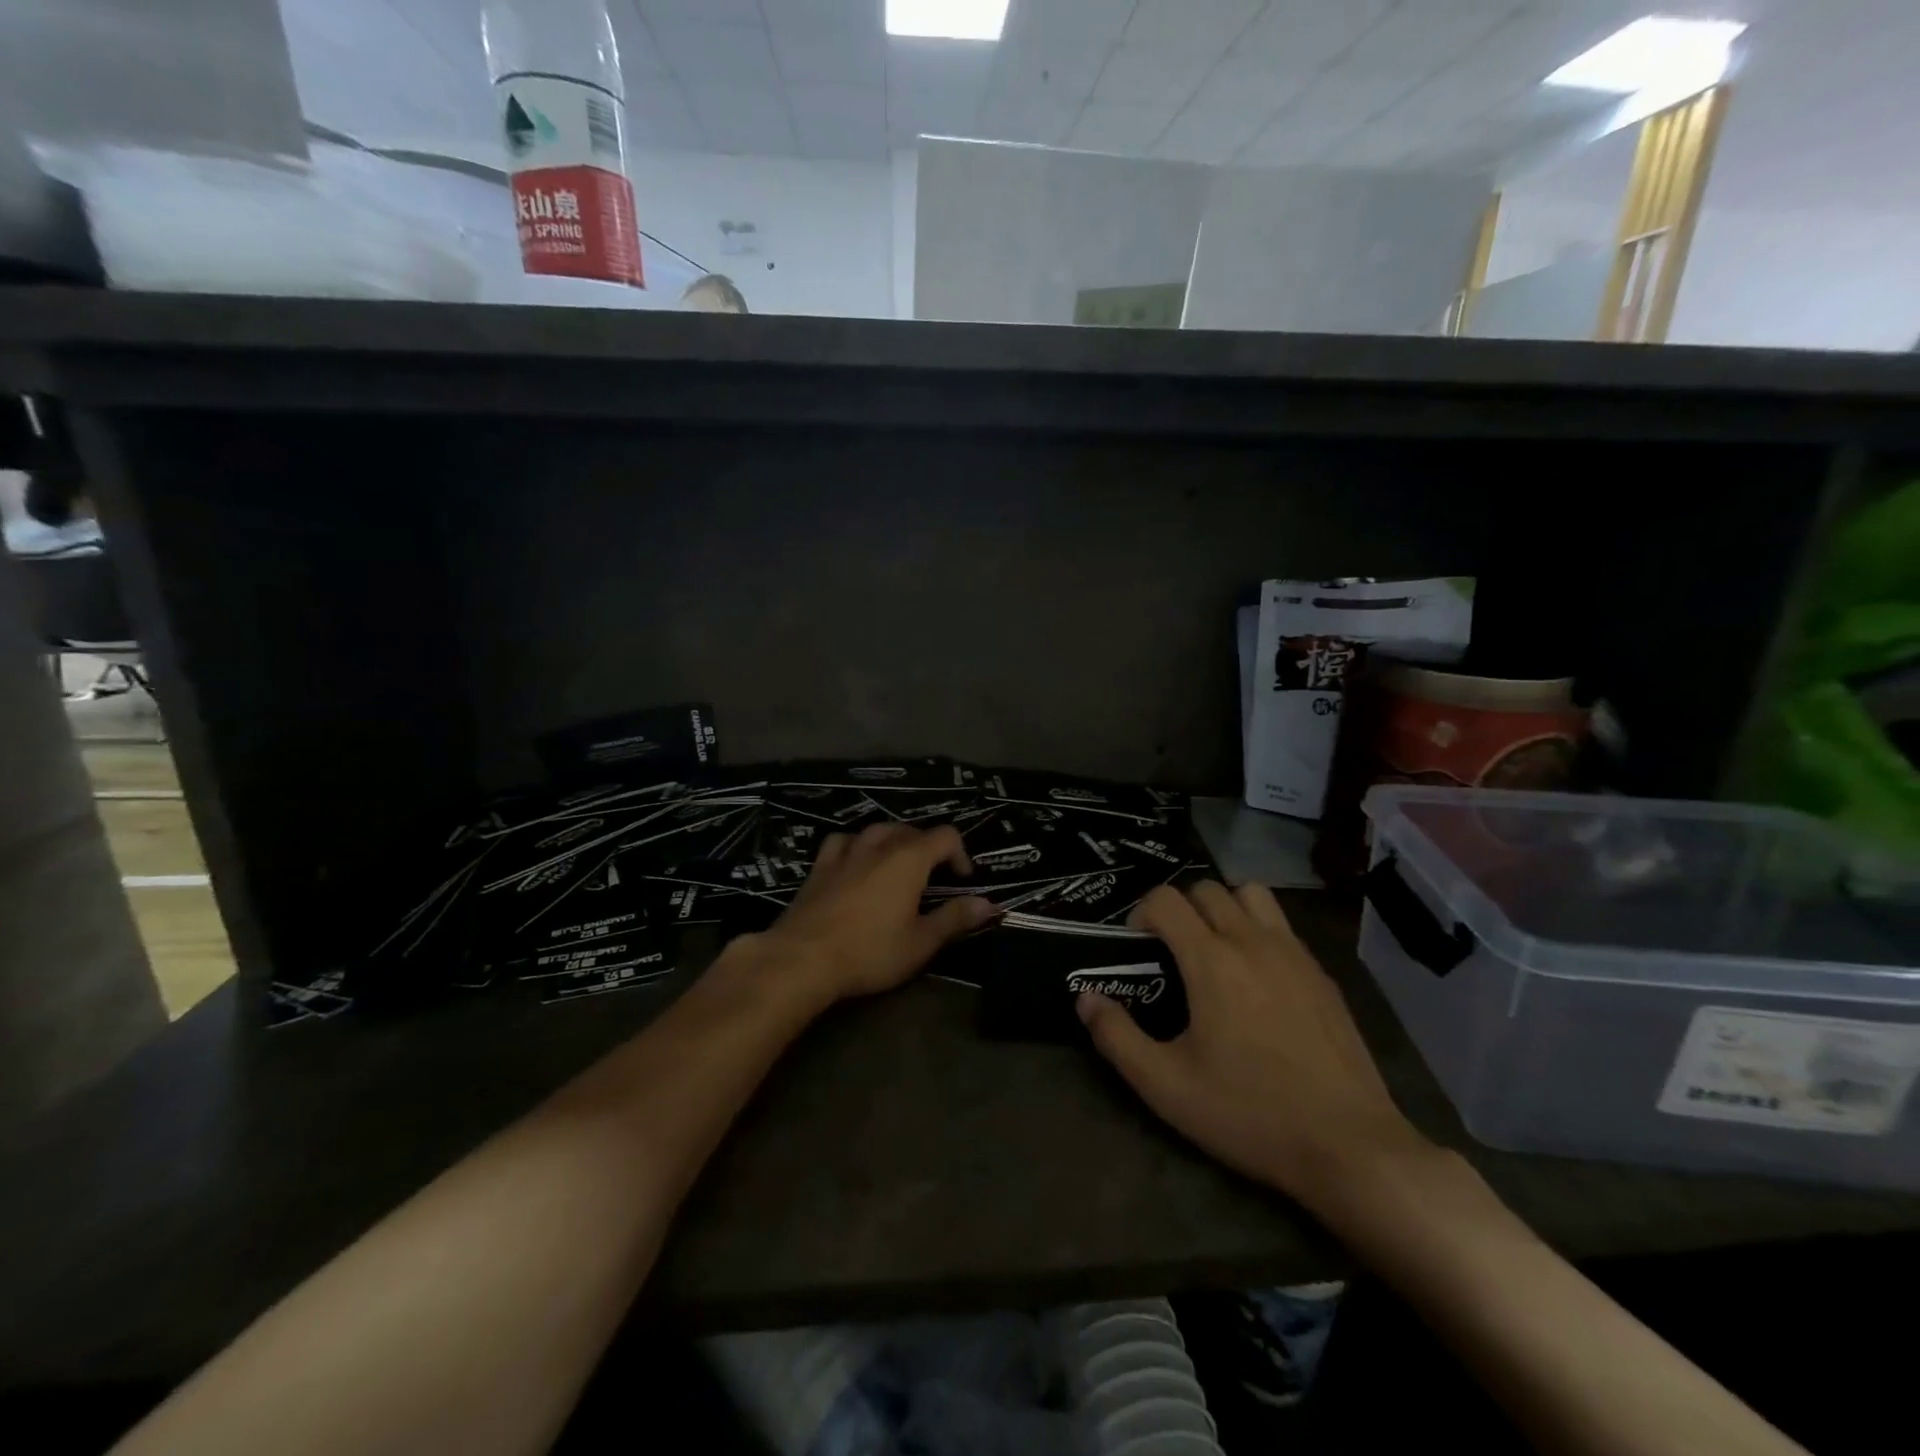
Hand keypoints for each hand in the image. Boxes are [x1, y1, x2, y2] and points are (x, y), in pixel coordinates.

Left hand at [755, 824, 997, 1008]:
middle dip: (928, 847)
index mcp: (909, 859)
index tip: (962, 880)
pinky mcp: (819, 867)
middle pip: (910, 830)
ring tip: (897, 862)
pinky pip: (842, 842)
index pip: (945, 836)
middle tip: (933, 876)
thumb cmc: (870, 951)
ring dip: (893, 840)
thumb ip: (955, 919)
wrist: (803, 957)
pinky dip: (856, 845)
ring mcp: (845, 853)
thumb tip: (989, 904)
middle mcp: (878, 846)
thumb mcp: (921, 942)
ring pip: (876, 830)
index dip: (960, 853)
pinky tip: (855, 860)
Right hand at [1077, 881, 1431, 1212]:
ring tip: (1217, 950)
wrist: (1350, 1146)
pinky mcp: (1323, 974)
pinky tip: (1259, 982)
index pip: (1165, 899)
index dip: (1140, 914)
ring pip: (1252, 895)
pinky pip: (1283, 927)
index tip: (1137, 949)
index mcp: (1211, 960)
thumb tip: (1084, 997)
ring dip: (1225, 908)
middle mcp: (1253, 941)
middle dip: (1180, 909)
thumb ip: (1116, 1036)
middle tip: (1173, 952)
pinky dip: (1260, 932)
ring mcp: (1294, 954)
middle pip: (1207, 889)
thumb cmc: (1249, 1113)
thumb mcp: (1166, 1086)